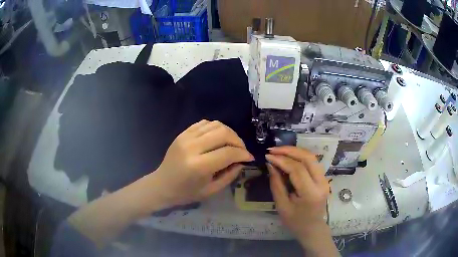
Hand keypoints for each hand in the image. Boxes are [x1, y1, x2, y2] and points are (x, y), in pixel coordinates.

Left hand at [152, 120, 253, 206]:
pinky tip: (218, 138)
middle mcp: (192, 147)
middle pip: (223, 133)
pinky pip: (204, 123)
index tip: (249, 158)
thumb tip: (241, 161)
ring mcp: (186, 137)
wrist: (162, 185)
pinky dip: (216, 128)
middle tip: (242, 151)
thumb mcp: (211, 190)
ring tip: (232, 144)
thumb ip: (229, 175)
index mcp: (199, 166)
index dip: (243, 154)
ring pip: (215, 124)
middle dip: (238, 141)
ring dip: (229, 132)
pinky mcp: (183, 133)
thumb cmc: (186, 193)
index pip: (228, 152)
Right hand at [266, 146, 329, 241]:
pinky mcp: (323, 178)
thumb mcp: (282, 206)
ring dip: (295, 151)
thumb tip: (271, 164)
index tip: (268, 156)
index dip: (281, 160)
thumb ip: (276, 184)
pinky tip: (289, 157)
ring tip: (279, 151)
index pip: (297, 169)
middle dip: (289, 150)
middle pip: (308, 158)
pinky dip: (300, 157)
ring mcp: (325, 179)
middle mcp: (321, 183)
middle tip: (273, 149)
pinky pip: (312, 162)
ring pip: (312, 157)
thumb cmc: (295, 222)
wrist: (312, 228)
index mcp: (311, 193)